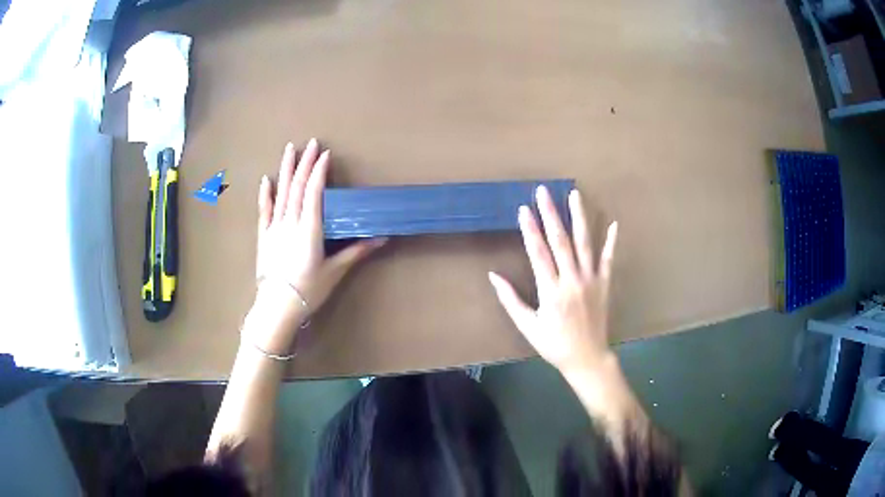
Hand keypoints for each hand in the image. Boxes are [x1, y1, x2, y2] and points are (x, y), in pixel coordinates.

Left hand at [253, 138, 385, 328]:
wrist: (278, 306)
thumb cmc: (309, 290)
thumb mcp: (335, 271)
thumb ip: (357, 251)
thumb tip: (382, 238)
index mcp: (310, 229)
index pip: (314, 193)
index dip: (319, 172)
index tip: (325, 154)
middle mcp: (291, 222)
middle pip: (297, 187)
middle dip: (305, 163)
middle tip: (311, 143)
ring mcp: (275, 228)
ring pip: (281, 193)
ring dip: (286, 170)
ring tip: (290, 149)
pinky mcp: (264, 236)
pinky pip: (264, 211)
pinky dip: (266, 194)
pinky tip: (266, 179)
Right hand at [488, 186, 617, 373]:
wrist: (587, 358)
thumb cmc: (553, 344)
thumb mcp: (527, 326)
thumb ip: (510, 300)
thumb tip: (493, 276)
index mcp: (551, 291)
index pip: (538, 253)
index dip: (530, 230)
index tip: (524, 209)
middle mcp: (572, 280)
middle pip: (560, 241)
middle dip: (551, 214)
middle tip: (544, 192)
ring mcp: (591, 280)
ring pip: (585, 244)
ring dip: (579, 217)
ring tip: (575, 194)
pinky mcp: (604, 284)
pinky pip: (608, 259)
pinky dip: (611, 241)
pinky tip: (614, 224)